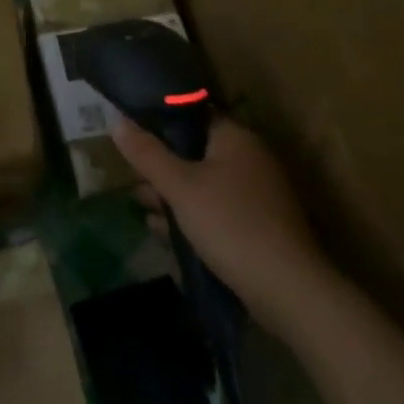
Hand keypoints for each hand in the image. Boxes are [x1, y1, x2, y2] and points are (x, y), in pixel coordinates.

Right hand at [113, 114, 337, 330]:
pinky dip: (191, 215)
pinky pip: (215, 209)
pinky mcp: (257, 225)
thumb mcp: (179, 186)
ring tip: (140, 204)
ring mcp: (256, 194)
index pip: (192, 114)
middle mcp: (249, 158)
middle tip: (132, 176)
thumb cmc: (230, 223)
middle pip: (195, 151)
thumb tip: (116, 119)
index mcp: (235, 138)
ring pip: (204, 183)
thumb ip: (147, 153)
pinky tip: (163, 230)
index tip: (131, 132)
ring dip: (172, 193)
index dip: (159, 120)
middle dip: (161, 164)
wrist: (287, 289)